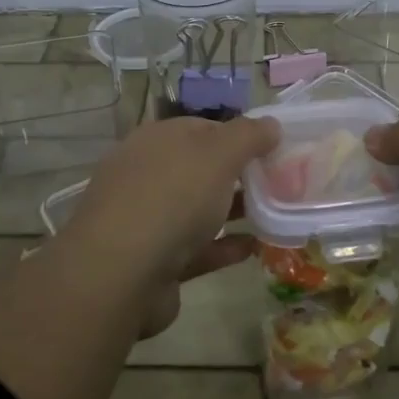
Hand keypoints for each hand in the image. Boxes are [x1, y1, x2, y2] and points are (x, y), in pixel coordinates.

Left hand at [63, 114, 279, 335]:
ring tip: (274, 215)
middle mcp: (147, 175)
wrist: (120, 274)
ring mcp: (147, 220)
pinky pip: (196, 248)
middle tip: (279, 183)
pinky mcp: (154, 261)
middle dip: (237, 175)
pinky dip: (223, 246)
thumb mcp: (218, 154)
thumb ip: (248, 136)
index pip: (203, 128)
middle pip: (200, 169)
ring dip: (232, 211)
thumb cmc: (172, 197)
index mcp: (156, 141)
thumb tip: (271, 124)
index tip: (272, 149)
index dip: (239, 135)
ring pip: (197, 209)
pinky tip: (254, 248)